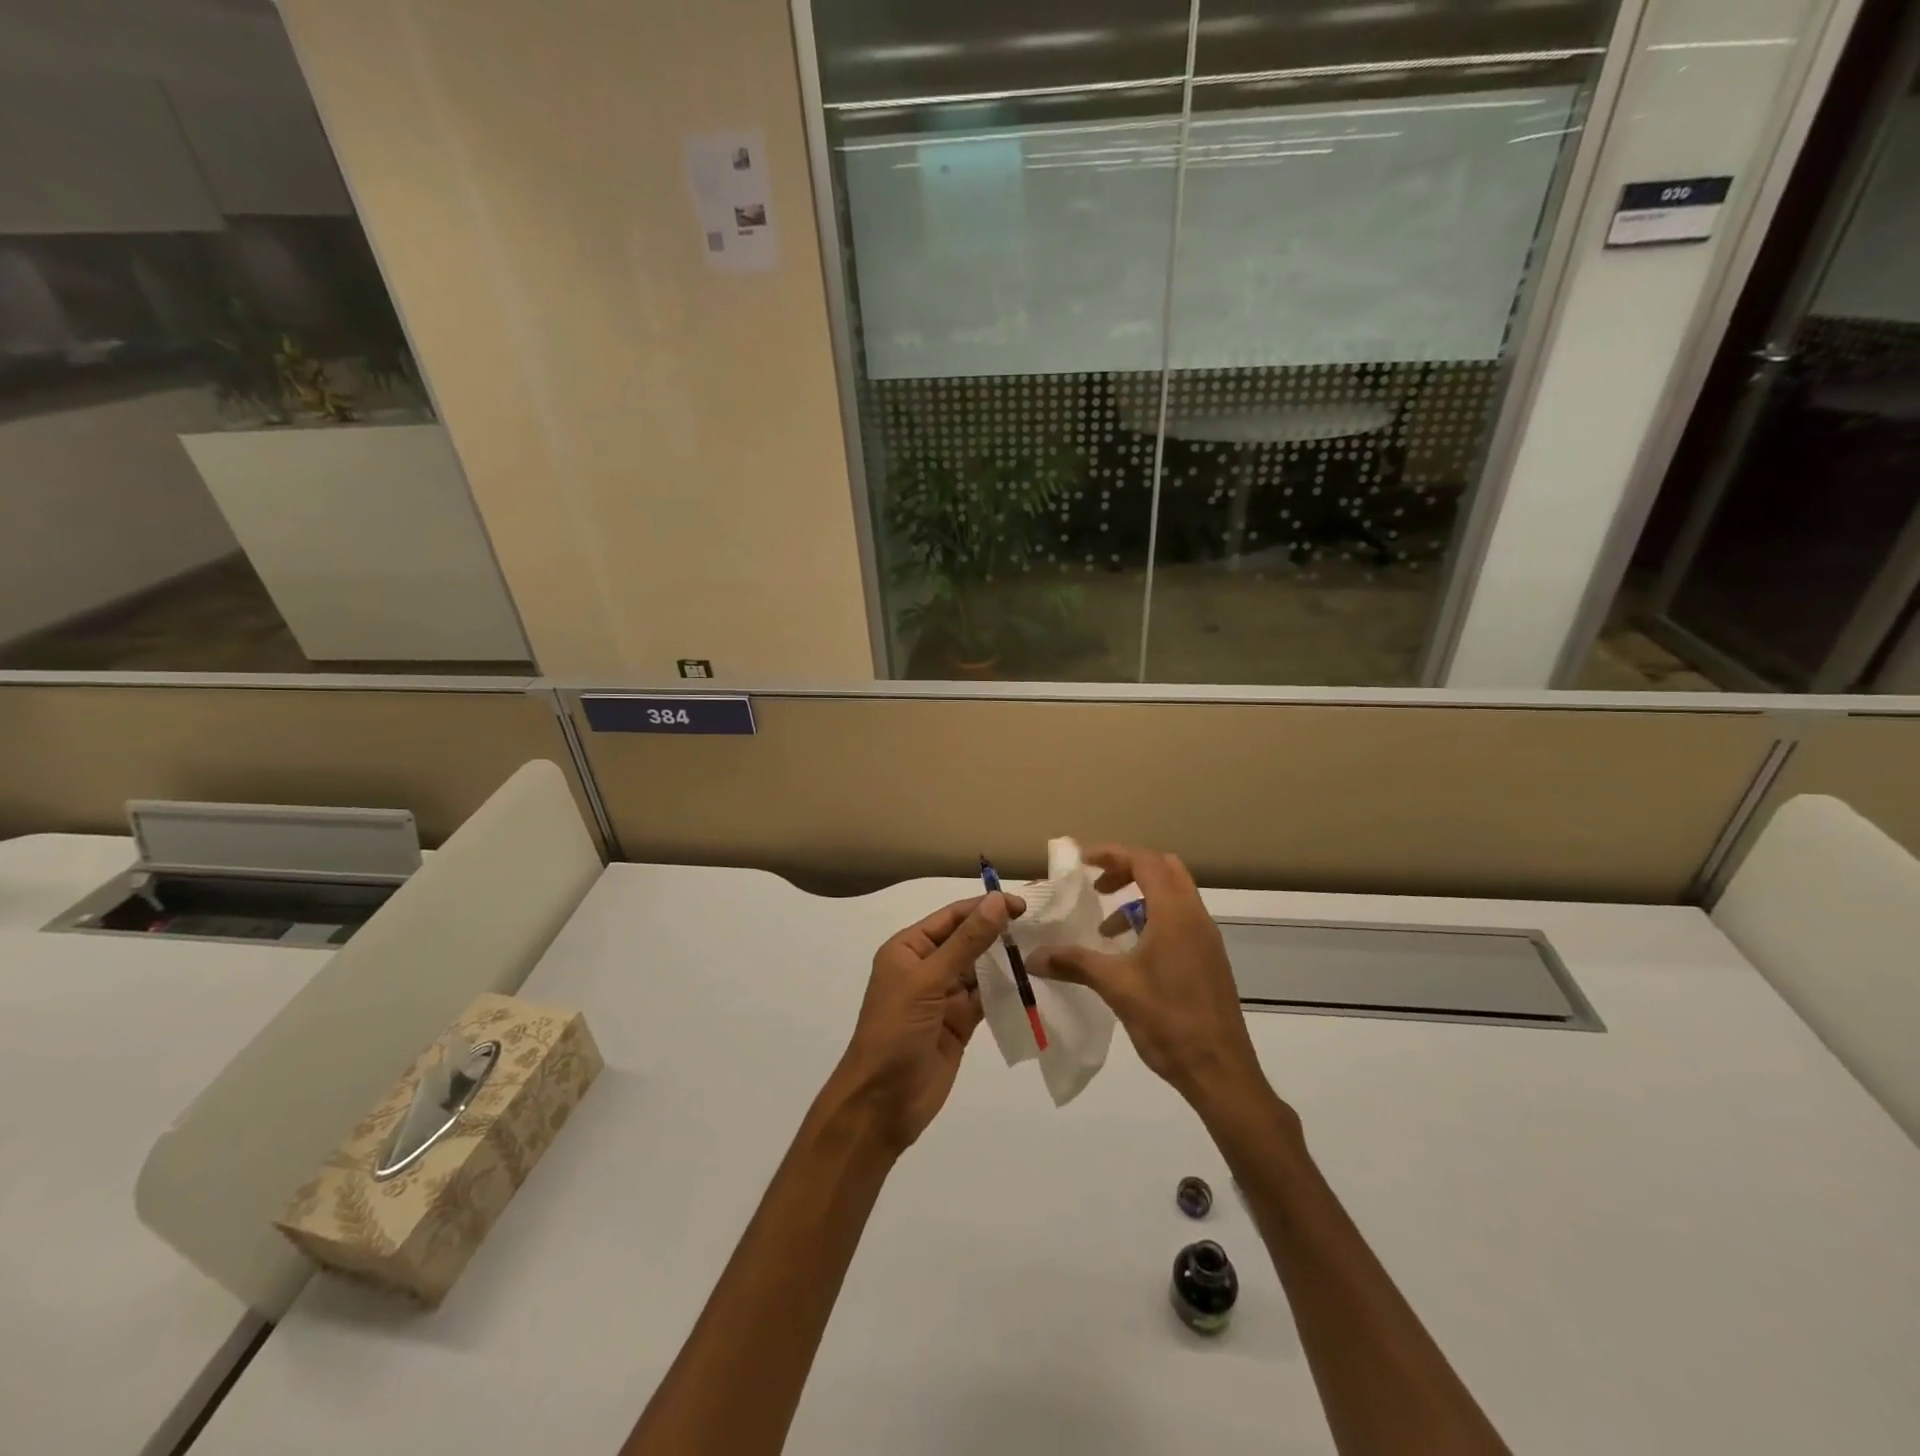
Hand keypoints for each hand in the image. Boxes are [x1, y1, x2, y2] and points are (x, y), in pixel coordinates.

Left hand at [824, 892, 1021, 1155]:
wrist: (881, 1104)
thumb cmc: (895, 1032)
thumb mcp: (928, 981)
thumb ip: (966, 942)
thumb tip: (997, 902)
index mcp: (908, 948)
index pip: (951, 917)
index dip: (985, 907)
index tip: (1022, 905)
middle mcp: (926, 967)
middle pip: (967, 940)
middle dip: (998, 931)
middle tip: (1041, 926)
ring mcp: (943, 996)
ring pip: (979, 969)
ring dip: (1005, 960)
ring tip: (1042, 949)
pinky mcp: (959, 1023)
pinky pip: (986, 998)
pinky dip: (1006, 990)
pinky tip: (1031, 982)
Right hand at [1031, 845, 1268, 1112]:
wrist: (1220, 1071)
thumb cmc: (1168, 1020)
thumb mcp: (1116, 987)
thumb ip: (1074, 963)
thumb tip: (1033, 956)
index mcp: (1175, 914)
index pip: (1144, 862)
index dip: (1112, 854)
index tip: (1081, 862)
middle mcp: (1195, 917)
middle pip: (1164, 869)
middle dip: (1127, 869)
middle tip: (1096, 886)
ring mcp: (1206, 938)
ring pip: (1174, 895)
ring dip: (1139, 897)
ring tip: (1107, 929)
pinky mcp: (1209, 959)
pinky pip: (1180, 920)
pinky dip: (1153, 919)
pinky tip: (1130, 955)